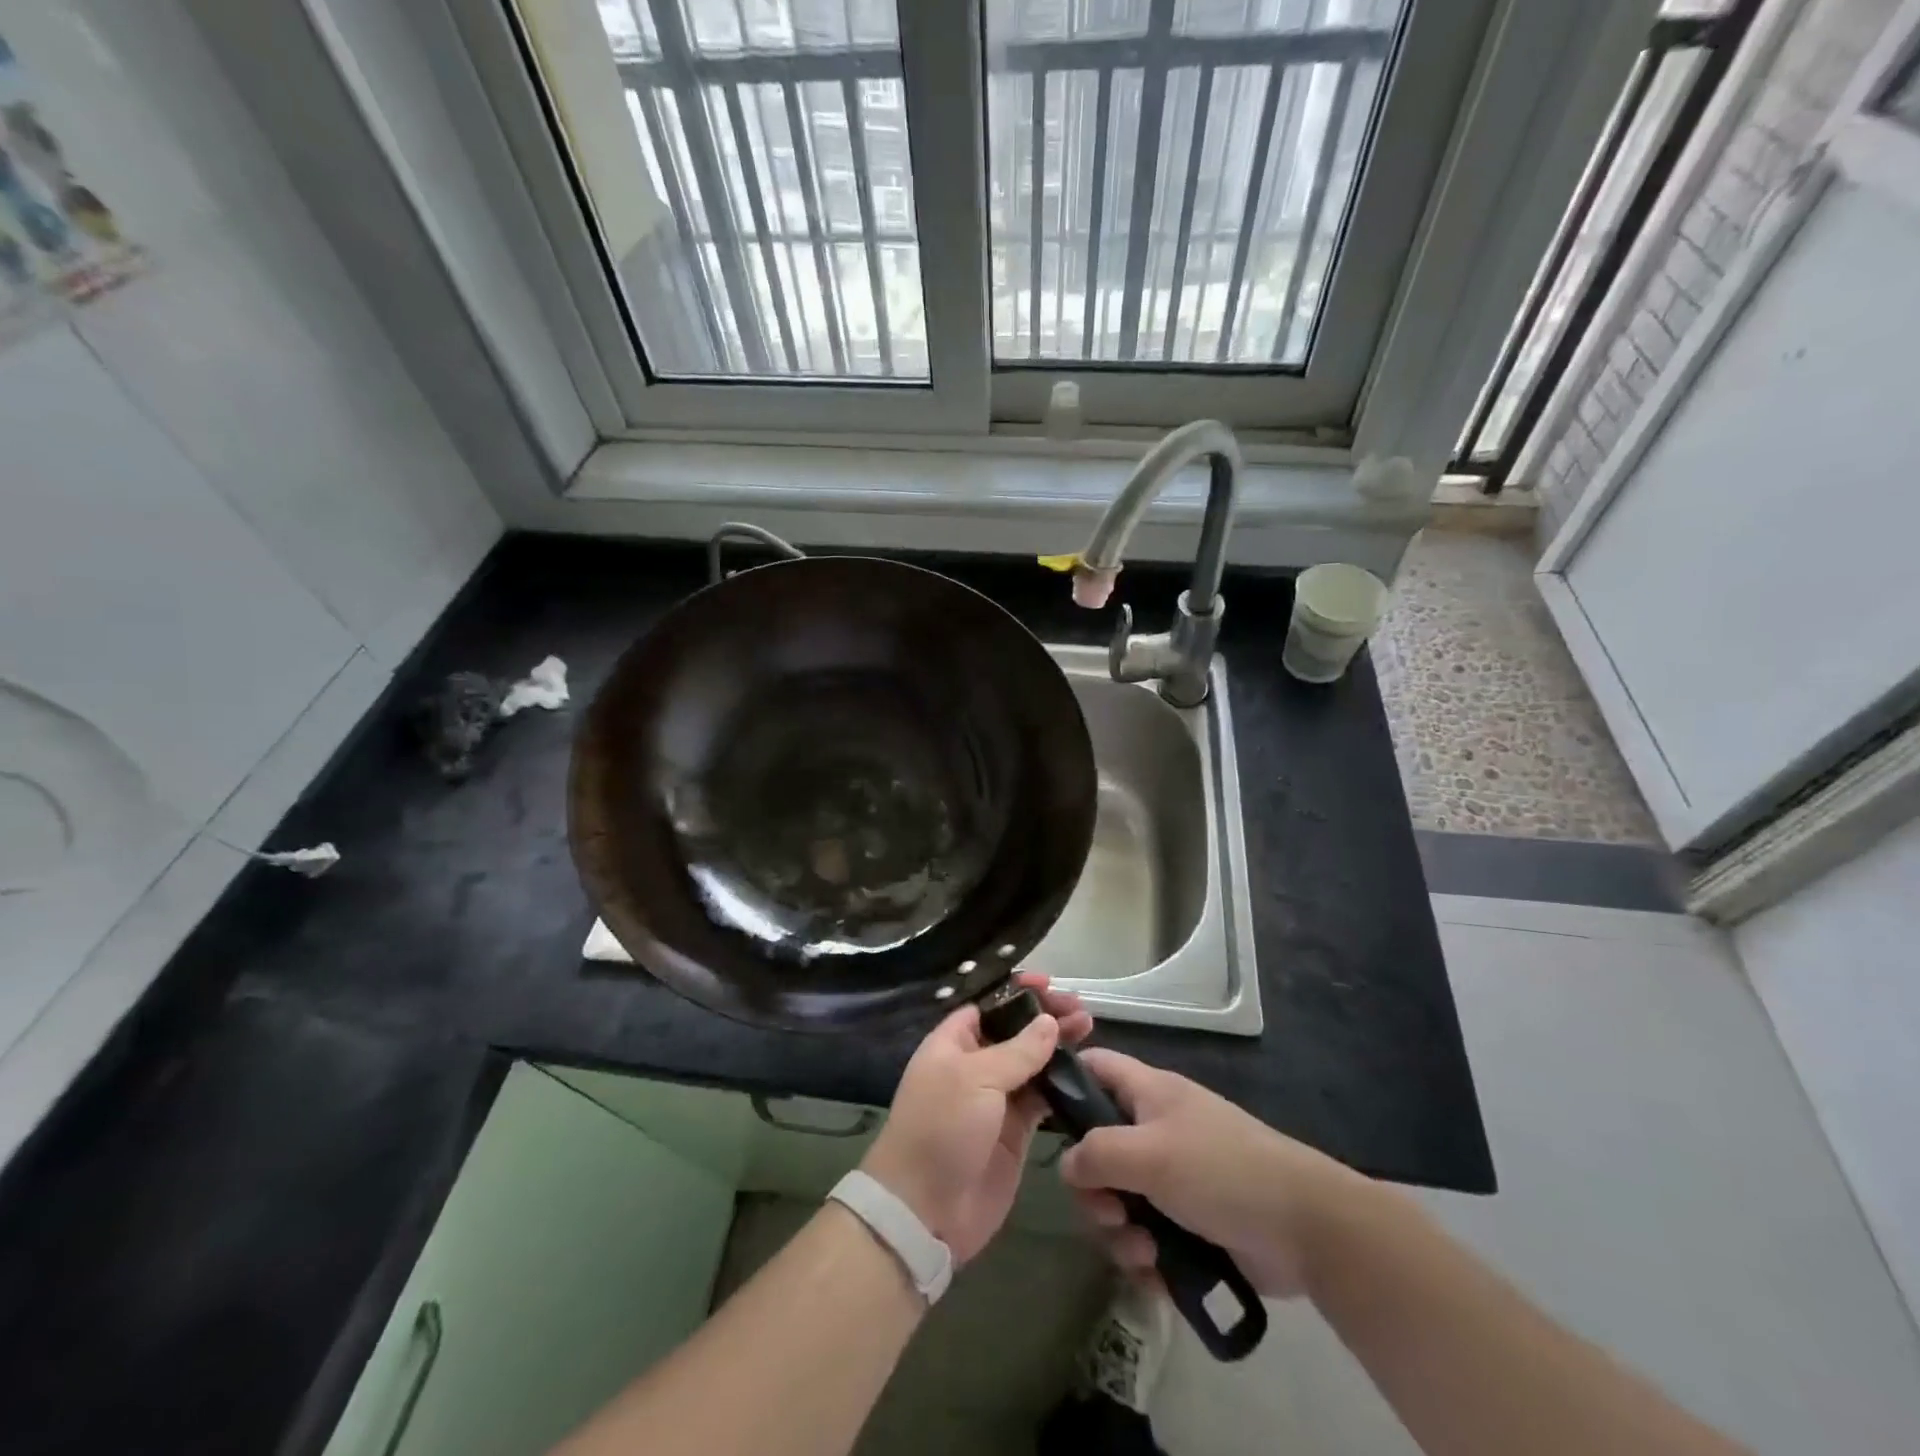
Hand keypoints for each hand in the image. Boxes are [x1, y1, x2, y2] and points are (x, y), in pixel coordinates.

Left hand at [861, 973, 1092, 1264]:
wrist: (925, 1209)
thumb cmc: (941, 1128)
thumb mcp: (975, 1079)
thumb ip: (1018, 1050)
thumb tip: (1049, 1022)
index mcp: (953, 1043)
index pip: (989, 1006)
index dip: (1018, 993)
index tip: (1049, 984)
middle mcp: (975, 1065)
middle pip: (1015, 1031)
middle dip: (1045, 1017)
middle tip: (1079, 1009)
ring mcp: (996, 1099)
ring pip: (1033, 1062)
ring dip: (1058, 1046)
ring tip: (1089, 1029)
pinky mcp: (1016, 1132)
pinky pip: (1042, 1098)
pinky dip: (1062, 1083)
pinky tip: (1085, 1070)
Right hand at [1059, 1048, 1372, 1296]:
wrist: (1304, 1228)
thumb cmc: (1220, 1170)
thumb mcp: (1149, 1153)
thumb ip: (1096, 1153)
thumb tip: (1067, 1164)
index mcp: (1148, 1093)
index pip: (1095, 1066)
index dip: (1066, 1081)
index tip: (1042, 1117)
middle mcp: (1155, 1129)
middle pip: (1097, 1148)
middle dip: (1094, 1188)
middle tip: (1109, 1211)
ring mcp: (1173, 1177)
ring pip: (1118, 1199)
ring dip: (1119, 1231)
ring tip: (1142, 1251)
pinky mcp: (1188, 1222)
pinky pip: (1144, 1235)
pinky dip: (1144, 1256)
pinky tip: (1158, 1273)